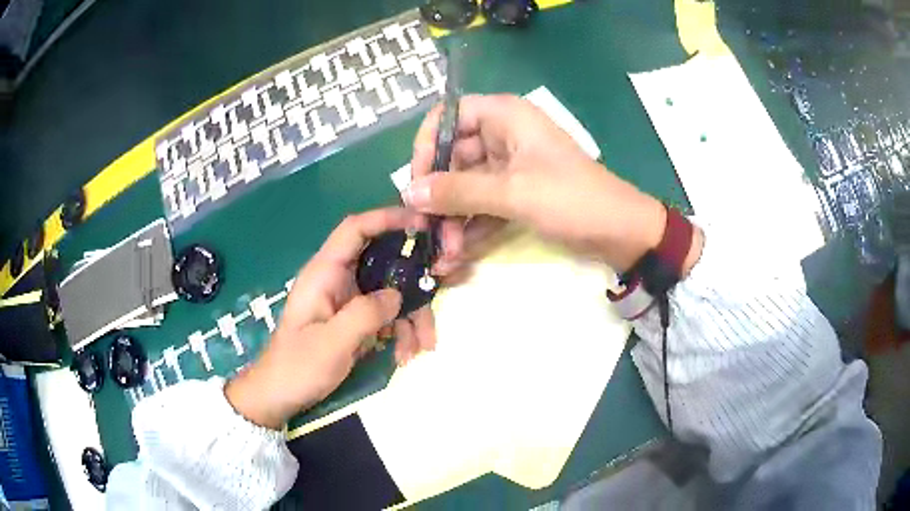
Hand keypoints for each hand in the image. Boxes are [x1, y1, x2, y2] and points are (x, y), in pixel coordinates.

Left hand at [225, 208, 436, 429]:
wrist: (280, 396)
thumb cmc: (298, 366)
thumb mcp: (332, 342)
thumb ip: (366, 313)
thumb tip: (398, 294)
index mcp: (325, 273)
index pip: (356, 229)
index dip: (388, 218)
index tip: (423, 224)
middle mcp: (338, 280)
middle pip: (384, 263)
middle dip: (413, 282)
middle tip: (438, 296)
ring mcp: (348, 301)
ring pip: (390, 293)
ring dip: (411, 317)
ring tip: (421, 348)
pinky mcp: (355, 321)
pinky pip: (386, 316)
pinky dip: (400, 332)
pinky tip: (405, 355)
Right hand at [405, 94, 674, 274]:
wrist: (620, 232)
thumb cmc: (572, 199)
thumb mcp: (513, 193)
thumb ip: (458, 191)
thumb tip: (409, 193)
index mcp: (504, 116)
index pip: (448, 116)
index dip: (427, 145)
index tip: (417, 182)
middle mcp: (502, 135)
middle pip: (452, 157)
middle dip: (439, 197)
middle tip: (425, 232)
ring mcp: (509, 166)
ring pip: (466, 186)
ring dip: (452, 220)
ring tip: (443, 256)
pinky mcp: (516, 193)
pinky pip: (482, 204)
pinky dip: (470, 228)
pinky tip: (456, 256)